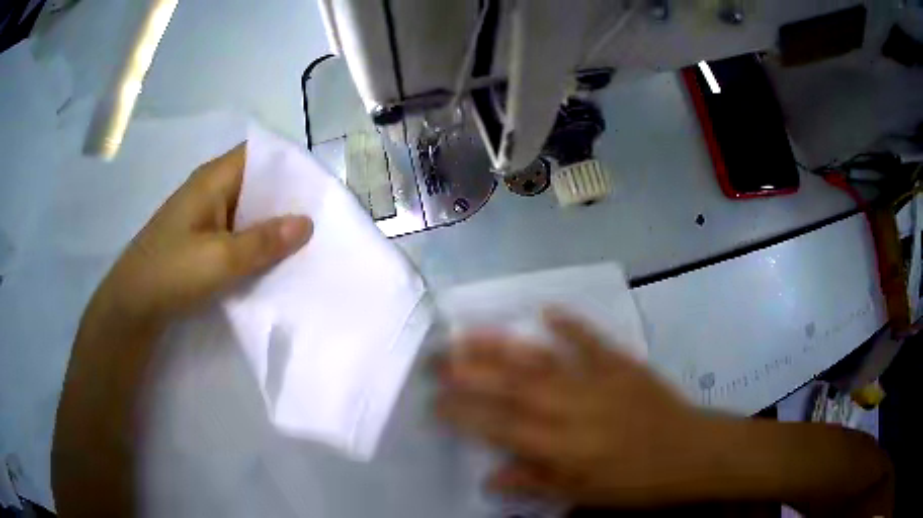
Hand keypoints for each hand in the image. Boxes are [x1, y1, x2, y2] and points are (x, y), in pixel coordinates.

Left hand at [86, 144, 312, 336]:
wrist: (132, 305)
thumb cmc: (172, 272)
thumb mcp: (221, 258)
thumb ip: (264, 241)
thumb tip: (307, 222)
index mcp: (213, 179)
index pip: (259, 155)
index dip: (289, 165)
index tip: (319, 186)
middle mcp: (210, 190)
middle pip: (256, 183)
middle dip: (286, 199)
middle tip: (321, 218)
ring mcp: (204, 216)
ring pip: (247, 210)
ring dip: (271, 224)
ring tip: (305, 241)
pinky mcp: (200, 239)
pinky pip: (236, 232)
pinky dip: (254, 241)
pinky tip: (273, 259)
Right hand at [436, 309, 717, 508]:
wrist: (691, 453)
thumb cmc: (636, 483)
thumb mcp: (584, 496)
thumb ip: (535, 483)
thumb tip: (490, 477)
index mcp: (562, 447)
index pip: (499, 427)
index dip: (463, 413)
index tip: (434, 400)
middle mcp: (572, 410)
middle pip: (512, 387)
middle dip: (469, 371)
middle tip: (436, 357)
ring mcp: (598, 382)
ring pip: (542, 361)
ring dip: (503, 346)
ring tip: (469, 332)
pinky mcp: (622, 365)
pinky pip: (592, 341)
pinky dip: (570, 325)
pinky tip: (546, 310)